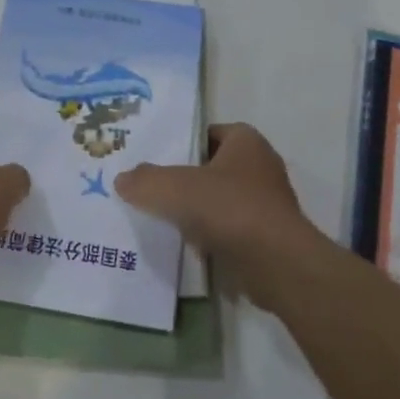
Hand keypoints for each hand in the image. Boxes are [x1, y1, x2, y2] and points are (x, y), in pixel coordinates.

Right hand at [115, 124, 323, 310]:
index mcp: (246, 141)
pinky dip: (211, 235)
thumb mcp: (175, 188)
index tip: (156, 158)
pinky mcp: (268, 236)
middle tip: (153, 187)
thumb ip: (146, 181)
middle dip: (186, 178)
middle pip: (213, 167)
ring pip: (221, 200)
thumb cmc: (229, 209)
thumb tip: (122, 180)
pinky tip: (186, 245)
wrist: (277, 265)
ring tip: (163, 217)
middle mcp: (261, 166)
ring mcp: (268, 203)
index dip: (183, 143)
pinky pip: (231, 228)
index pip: (208, 133)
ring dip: (198, 209)